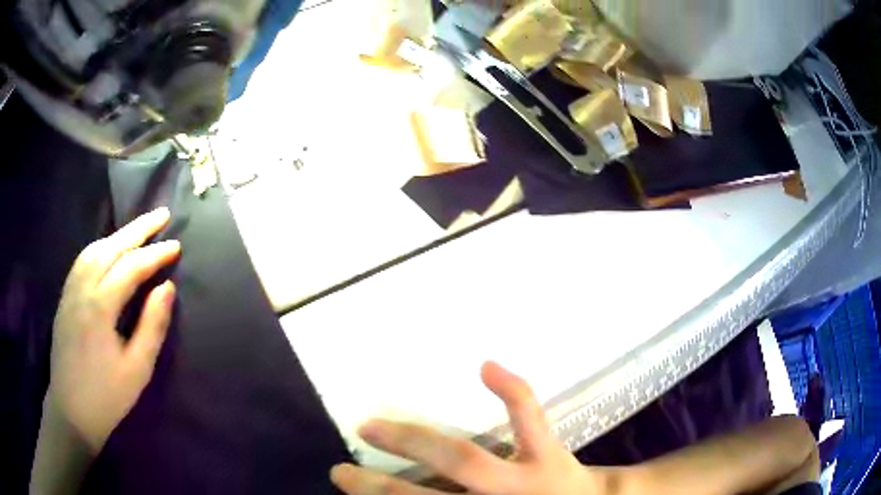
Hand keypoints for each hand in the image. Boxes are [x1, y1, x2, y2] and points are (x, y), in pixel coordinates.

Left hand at [47, 207, 179, 452]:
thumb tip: (167, 288)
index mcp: (99, 307)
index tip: (176, 246)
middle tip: (161, 215)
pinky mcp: (65, 298)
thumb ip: (152, 326)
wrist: (72, 411)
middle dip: (138, 229)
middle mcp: (82, 289)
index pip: (130, 267)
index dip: (155, 255)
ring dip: (118, 235)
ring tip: (138, 230)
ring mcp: (70, 291)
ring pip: (94, 249)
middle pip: (110, 247)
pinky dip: (100, 247)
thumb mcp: (137, 370)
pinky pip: (82, 261)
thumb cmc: (107, 396)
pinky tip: (109, 251)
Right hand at [330, 362, 614, 494]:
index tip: (345, 486)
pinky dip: (512, 393)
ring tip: (372, 426)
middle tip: (341, 472)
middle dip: (380, 488)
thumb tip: (413, 493)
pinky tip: (485, 366)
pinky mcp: (549, 453)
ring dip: (414, 442)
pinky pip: (530, 420)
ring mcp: (526, 478)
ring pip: (465, 460)